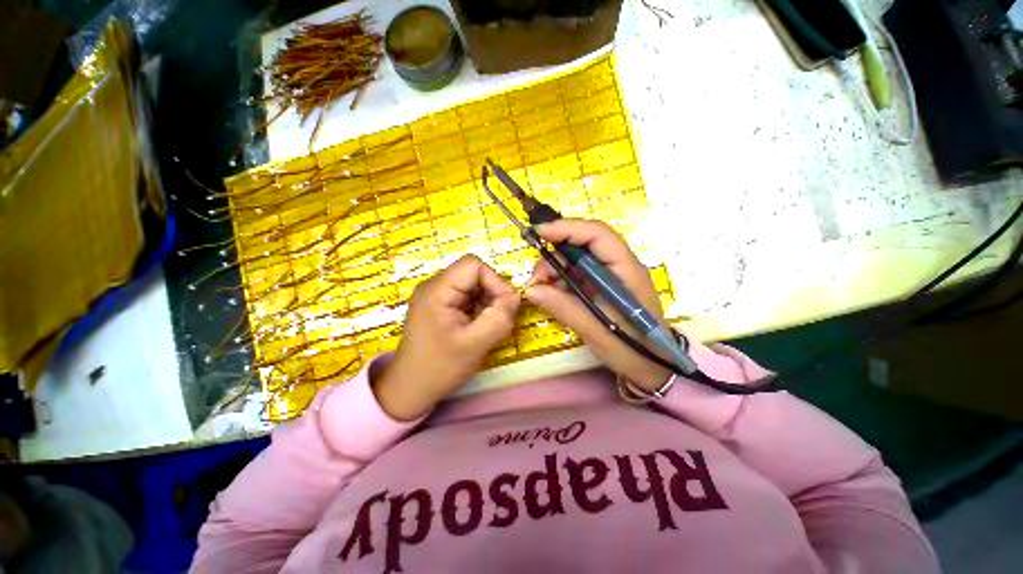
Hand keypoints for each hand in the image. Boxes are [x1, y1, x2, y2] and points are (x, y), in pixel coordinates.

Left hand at [373, 255, 519, 419]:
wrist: (411, 389)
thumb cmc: (440, 367)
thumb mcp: (475, 344)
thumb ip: (499, 318)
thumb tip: (515, 296)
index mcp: (437, 290)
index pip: (473, 265)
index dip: (494, 280)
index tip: (504, 306)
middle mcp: (434, 286)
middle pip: (474, 274)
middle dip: (492, 293)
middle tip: (498, 319)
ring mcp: (436, 295)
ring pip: (473, 285)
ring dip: (487, 302)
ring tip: (487, 326)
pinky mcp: (440, 306)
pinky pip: (467, 297)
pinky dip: (480, 308)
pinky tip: (478, 326)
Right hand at [524, 219, 671, 392]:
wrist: (649, 366)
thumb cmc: (631, 349)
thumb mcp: (595, 331)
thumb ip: (563, 308)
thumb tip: (530, 289)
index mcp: (626, 270)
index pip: (598, 235)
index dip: (568, 228)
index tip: (539, 233)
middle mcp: (618, 266)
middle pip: (584, 244)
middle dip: (556, 254)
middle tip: (537, 276)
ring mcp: (609, 276)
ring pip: (576, 259)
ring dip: (555, 269)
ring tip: (541, 288)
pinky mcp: (600, 286)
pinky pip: (576, 275)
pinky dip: (560, 280)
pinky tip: (552, 294)